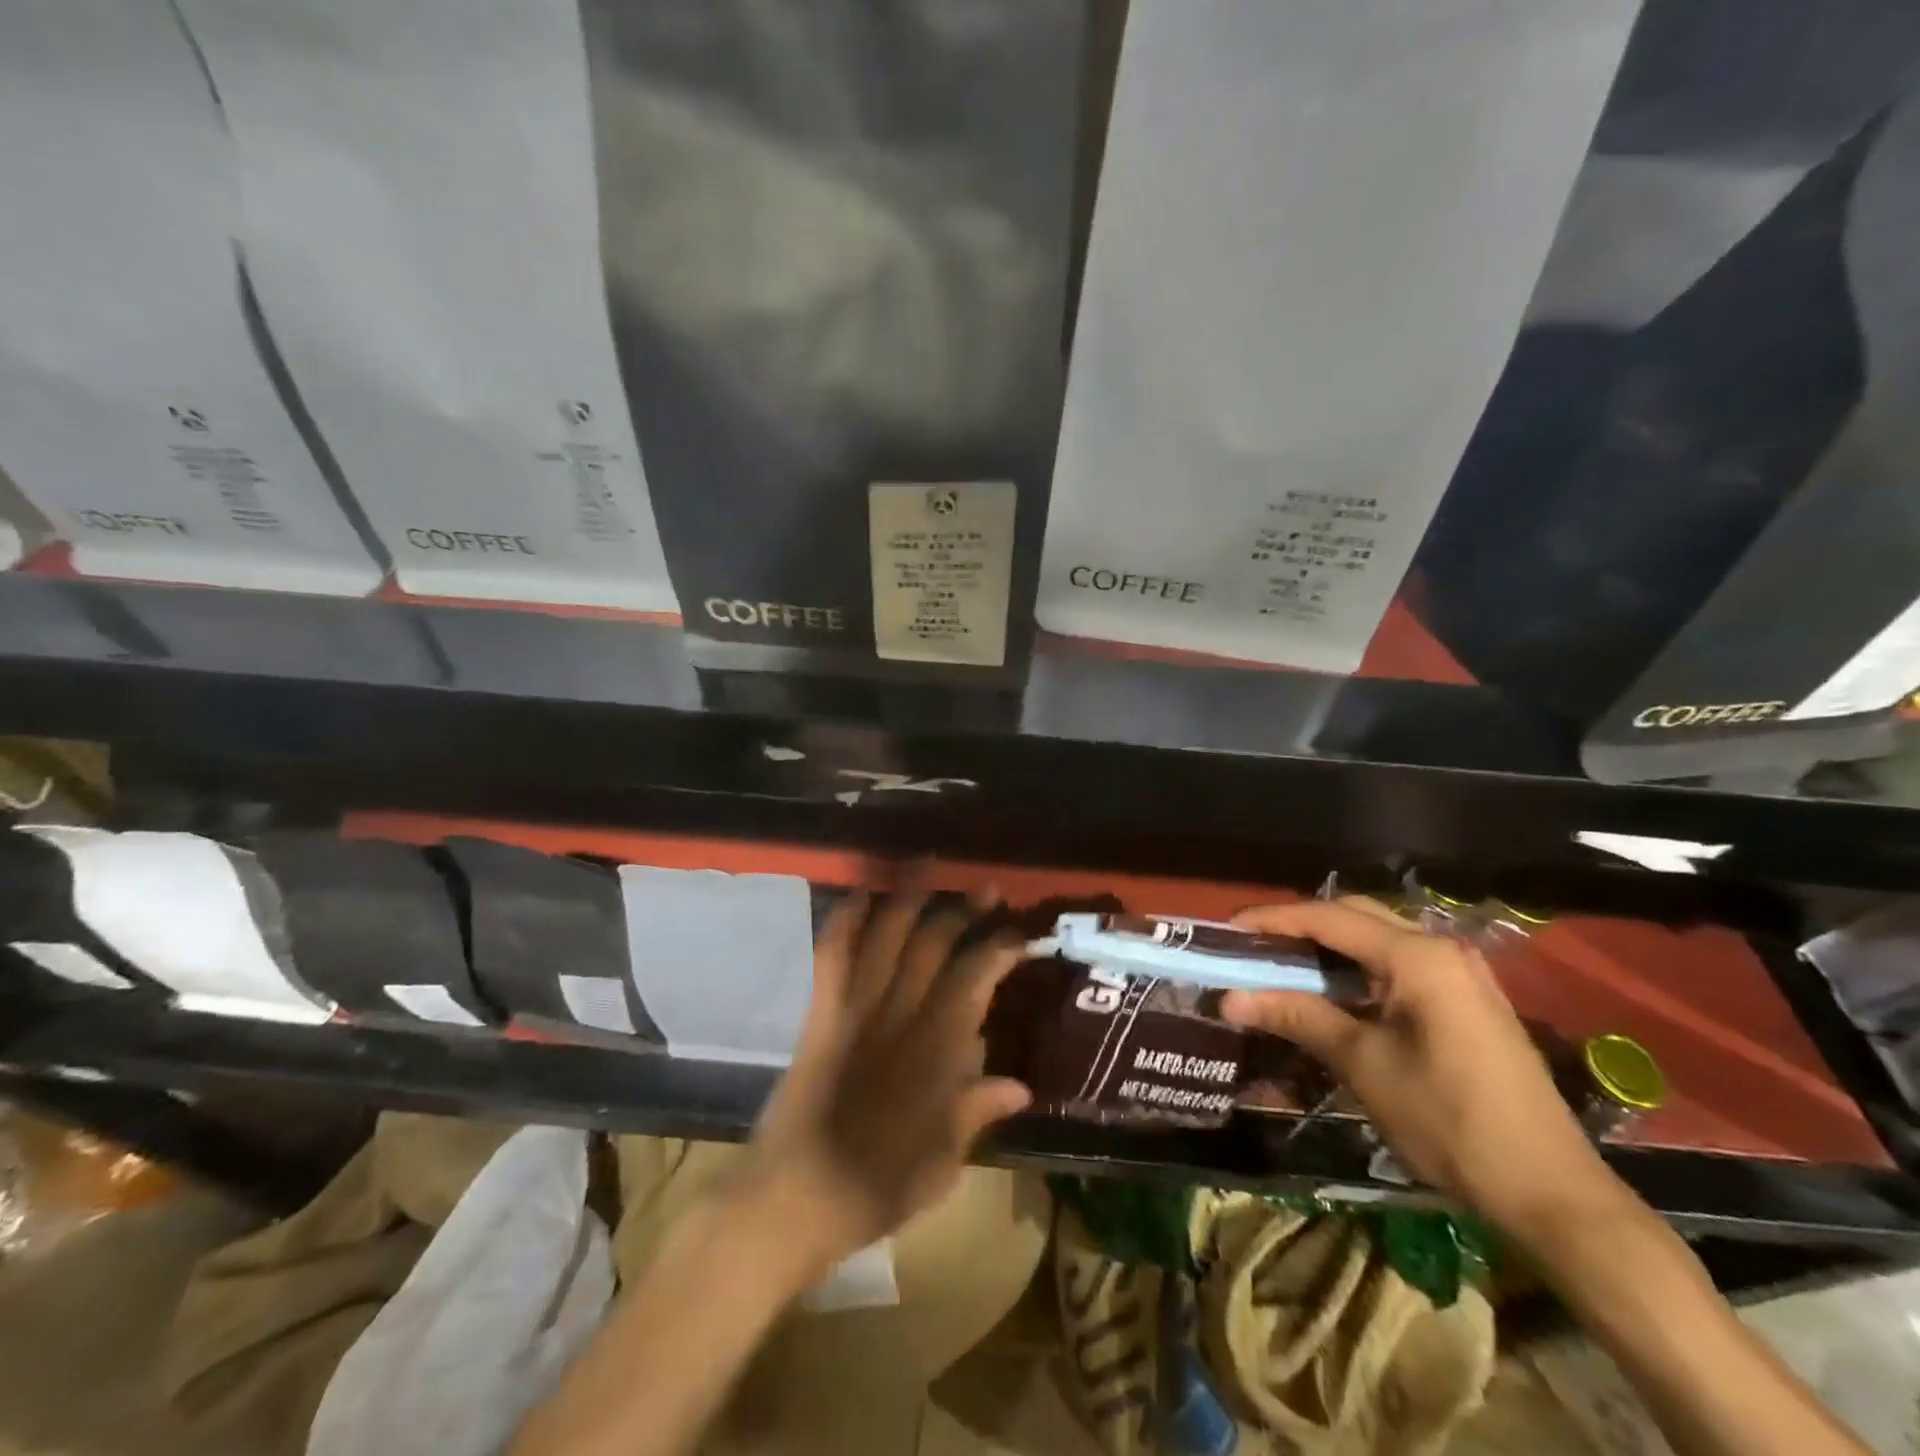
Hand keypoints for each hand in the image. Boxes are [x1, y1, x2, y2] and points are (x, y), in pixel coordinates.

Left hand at [737, 887, 1031, 1273]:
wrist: (792, 1200)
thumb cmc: (874, 1188)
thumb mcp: (941, 1164)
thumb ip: (977, 1113)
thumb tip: (1021, 1084)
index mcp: (936, 1053)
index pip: (975, 980)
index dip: (1000, 949)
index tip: (1021, 933)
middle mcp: (899, 1018)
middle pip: (933, 946)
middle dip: (962, 910)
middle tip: (987, 887)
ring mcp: (855, 1010)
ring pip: (886, 937)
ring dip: (908, 897)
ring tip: (928, 865)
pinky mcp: (821, 1014)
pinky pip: (833, 956)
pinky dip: (846, 920)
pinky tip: (861, 895)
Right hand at [1221, 896, 1624, 1240]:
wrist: (1550, 1193)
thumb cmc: (1450, 1122)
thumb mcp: (1364, 1065)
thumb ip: (1298, 1016)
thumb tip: (1229, 998)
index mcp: (1418, 957)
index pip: (1328, 918)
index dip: (1273, 920)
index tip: (1227, 931)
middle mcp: (1442, 950)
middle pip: (1354, 916)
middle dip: (1299, 926)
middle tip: (1253, 948)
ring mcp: (1461, 975)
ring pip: (1378, 939)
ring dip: (1328, 946)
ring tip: (1282, 966)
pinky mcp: (1468, 1001)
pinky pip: (1400, 965)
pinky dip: (1358, 968)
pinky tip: (1334, 993)